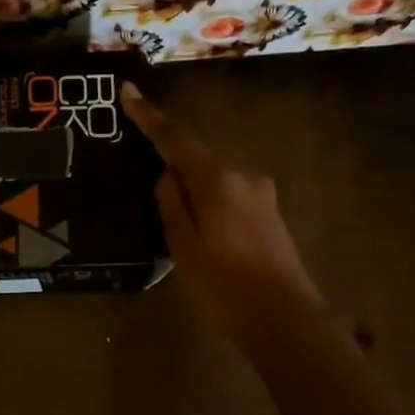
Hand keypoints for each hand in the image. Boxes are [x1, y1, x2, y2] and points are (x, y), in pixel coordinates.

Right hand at [123, 83, 324, 354]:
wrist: (286, 322)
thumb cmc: (225, 287)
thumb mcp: (183, 247)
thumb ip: (172, 204)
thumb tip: (168, 175)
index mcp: (217, 180)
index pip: (176, 139)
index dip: (150, 117)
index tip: (128, 91)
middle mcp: (243, 176)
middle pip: (197, 157)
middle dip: (171, 160)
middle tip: (146, 178)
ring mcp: (261, 194)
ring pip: (214, 178)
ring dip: (192, 187)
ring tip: (174, 219)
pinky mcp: (270, 213)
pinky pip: (229, 194)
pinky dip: (209, 200)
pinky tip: (202, 228)